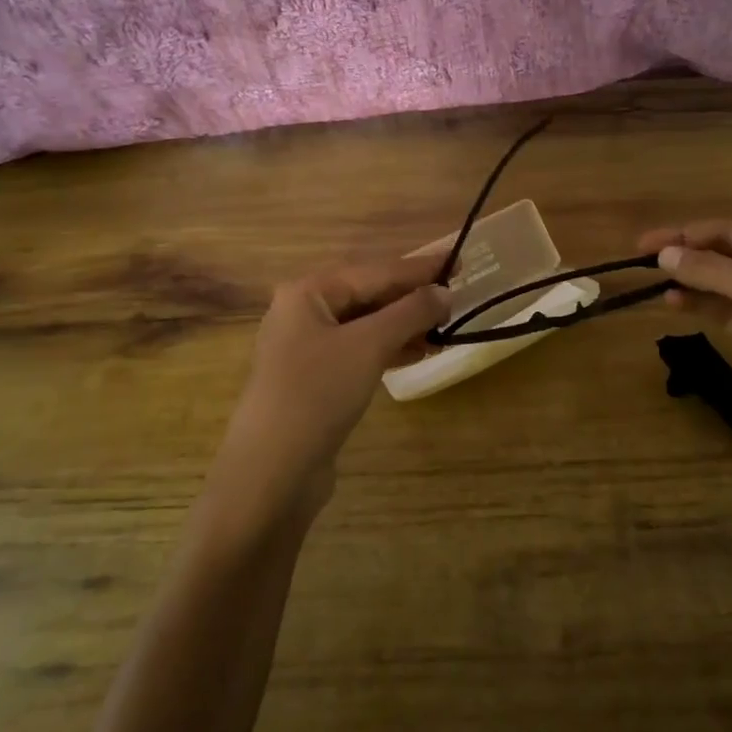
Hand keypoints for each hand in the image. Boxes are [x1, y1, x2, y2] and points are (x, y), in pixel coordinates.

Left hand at [213, 253, 450, 527]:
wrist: (273, 470)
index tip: (459, 261)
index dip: (419, 268)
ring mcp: (307, 348)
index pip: (375, 271)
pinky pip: (360, 352)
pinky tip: (419, 353)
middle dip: (412, 298)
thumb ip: (410, 312)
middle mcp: (304, 313)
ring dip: (405, 326)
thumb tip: (445, 291)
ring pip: (366, 326)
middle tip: (457, 297)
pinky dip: (389, 349)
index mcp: (308, 292)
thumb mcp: (369, 345)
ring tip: (446, 328)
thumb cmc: (318, 392)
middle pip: (369, 296)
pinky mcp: (316, 380)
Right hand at [639, 220, 731, 467]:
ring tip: (655, 285)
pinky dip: (705, 307)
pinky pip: (731, 314)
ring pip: (727, 285)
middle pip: (729, 255)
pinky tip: (678, 306)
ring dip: (694, 282)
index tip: (646, 244)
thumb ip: (717, 273)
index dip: (689, 234)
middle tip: (642, 260)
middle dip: (688, 255)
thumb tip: (665, 254)